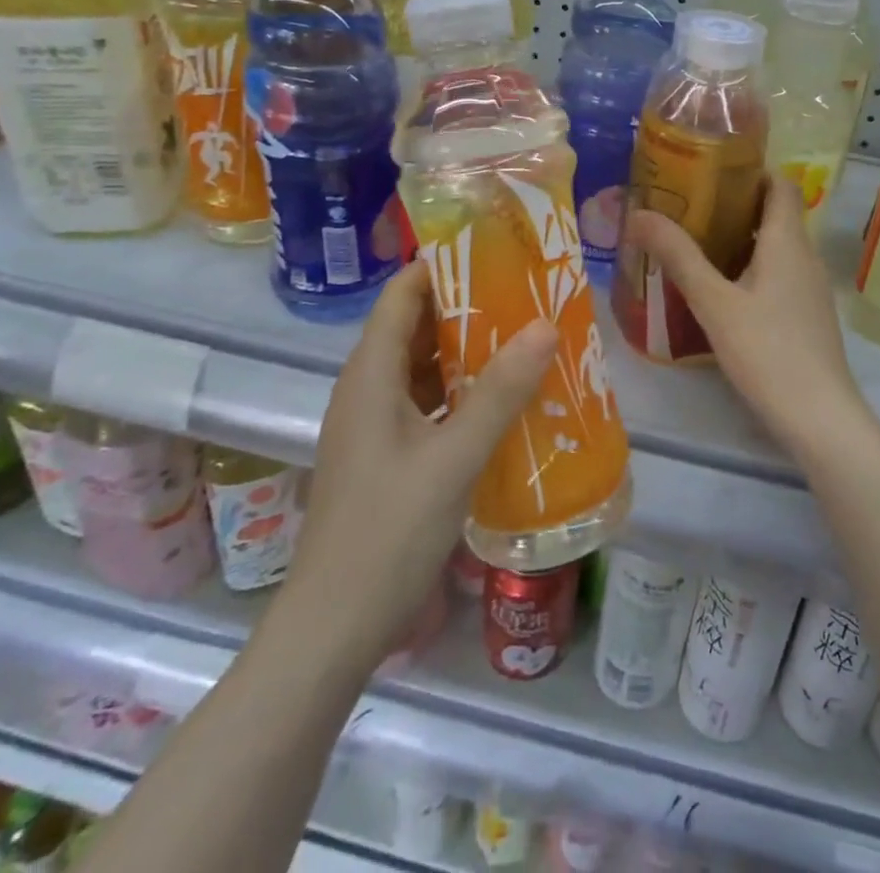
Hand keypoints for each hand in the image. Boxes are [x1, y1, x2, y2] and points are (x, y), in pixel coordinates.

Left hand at [281, 261, 557, 664]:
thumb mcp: (453, 458)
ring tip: (526, 335)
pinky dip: (463, 390)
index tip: (496, 251)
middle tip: (526, 292)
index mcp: (370, 375)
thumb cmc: (388, 532)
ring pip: (424, 366)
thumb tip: (545, 325)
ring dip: (469, 350)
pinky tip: (505, 398)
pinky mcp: (388, 455)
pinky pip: (428, 402)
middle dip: (468, 305)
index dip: (442, 266)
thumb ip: (500, 392)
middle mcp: (368, 389)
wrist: (335, 628)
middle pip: (416, 326)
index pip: (402, 294)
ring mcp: (376, 424)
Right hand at [626, 175, 869, 455]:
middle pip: (774, 213)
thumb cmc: (767, 350)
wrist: (819, 416)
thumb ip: (678, 257)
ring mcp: (809, 288)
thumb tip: (638, 213)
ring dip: (739, 238)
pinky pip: (777, 274)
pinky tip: (719, 290)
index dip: (750, 169)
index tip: (710, 169)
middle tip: (688, 206)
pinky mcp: (806, 315)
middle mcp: (804, 256)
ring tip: (694, 243)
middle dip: (734, 204)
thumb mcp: (714, 302)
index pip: (780, 183)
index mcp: (787, 241)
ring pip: (775, 247)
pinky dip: (749, 268)